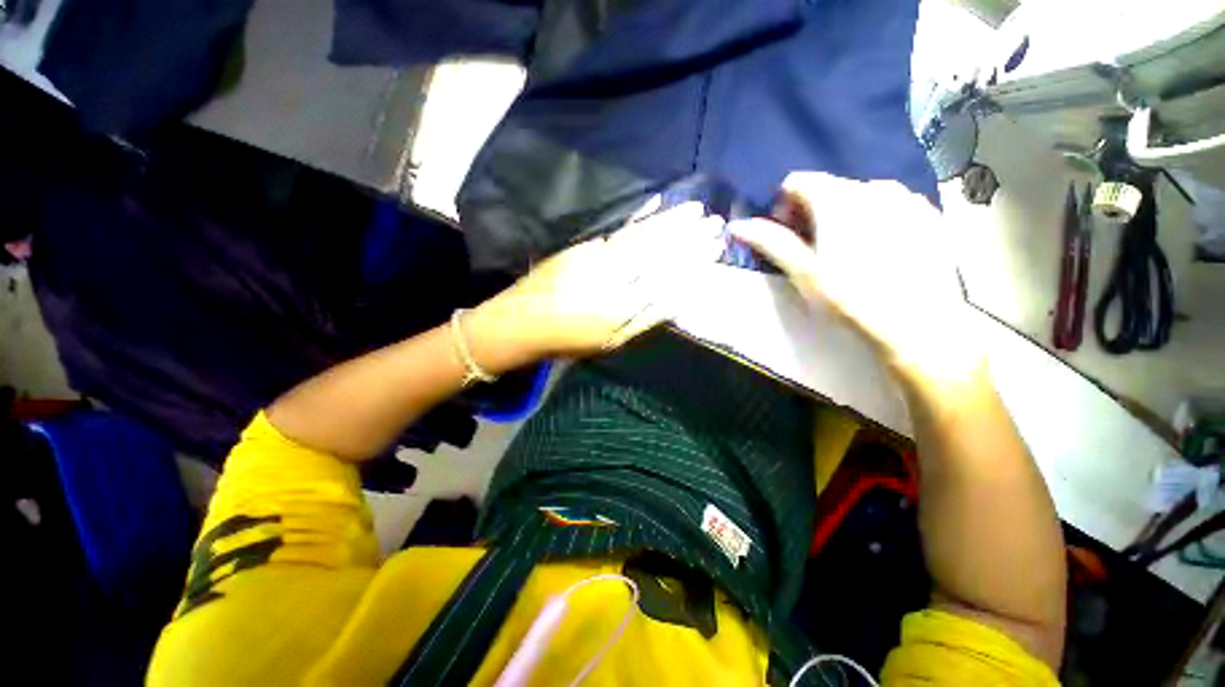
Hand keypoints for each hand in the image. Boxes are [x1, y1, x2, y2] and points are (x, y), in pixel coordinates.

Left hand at [472, 201, 725, 360]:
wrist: (520, 323)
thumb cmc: (568, 340)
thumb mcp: (610, 342)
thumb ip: (644, 320)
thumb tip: (676, 298)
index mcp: (620, 305)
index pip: (665, 276)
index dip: (692, 259)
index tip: (715, 245)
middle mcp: (611, 276)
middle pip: (655, 251)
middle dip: (688, 234)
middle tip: (714, 220)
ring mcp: (595, 257)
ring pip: (639, 236)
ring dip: (669, 220)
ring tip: (695, 208)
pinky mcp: (582, 247)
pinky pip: (616, 230)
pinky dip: (638, 216)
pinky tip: (654, 203)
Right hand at [730, 172, 980, 382]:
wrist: (921, 325)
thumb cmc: (852, 299)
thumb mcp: (804, 273)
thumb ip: (771, 242)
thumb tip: (737, 224)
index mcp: (838, 199)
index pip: (798, 181)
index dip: (784, 206)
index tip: (788, 235)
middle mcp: (873, 187)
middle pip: (829, 187)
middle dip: (813, 212)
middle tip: (813, 248)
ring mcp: (907, 198)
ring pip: (860, 195)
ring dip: (843, 216)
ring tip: (846, 252)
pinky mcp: (929, 214)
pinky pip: (890, 205)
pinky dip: (874, 219)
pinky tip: (879, 251)